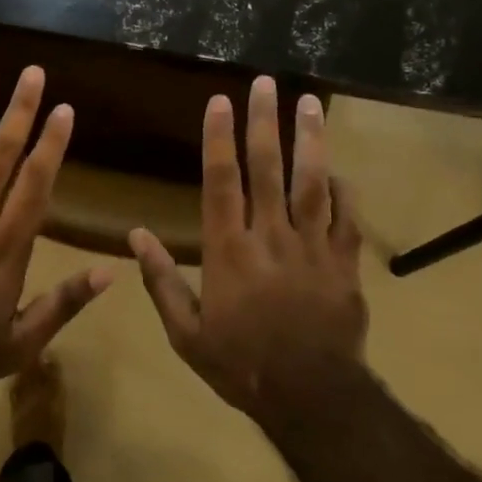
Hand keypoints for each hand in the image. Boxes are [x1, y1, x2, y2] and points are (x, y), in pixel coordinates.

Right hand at [131, 76, 365, 426]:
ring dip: (310, 139)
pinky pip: (347, 217)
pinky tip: (339, 168)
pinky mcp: (343, 263)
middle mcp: (270, 236)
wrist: (310, 398)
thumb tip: (134, 236)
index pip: (222, 181)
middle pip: (267, 168)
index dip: (220, 138)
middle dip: (265, 121)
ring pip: (312, 182)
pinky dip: (344, 190)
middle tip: (266, 83)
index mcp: (229, 250)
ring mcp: (312, 247)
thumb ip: (161, 280)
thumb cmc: (241, 364)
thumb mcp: (186, 333)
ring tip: (310, 103)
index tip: (220, 101)